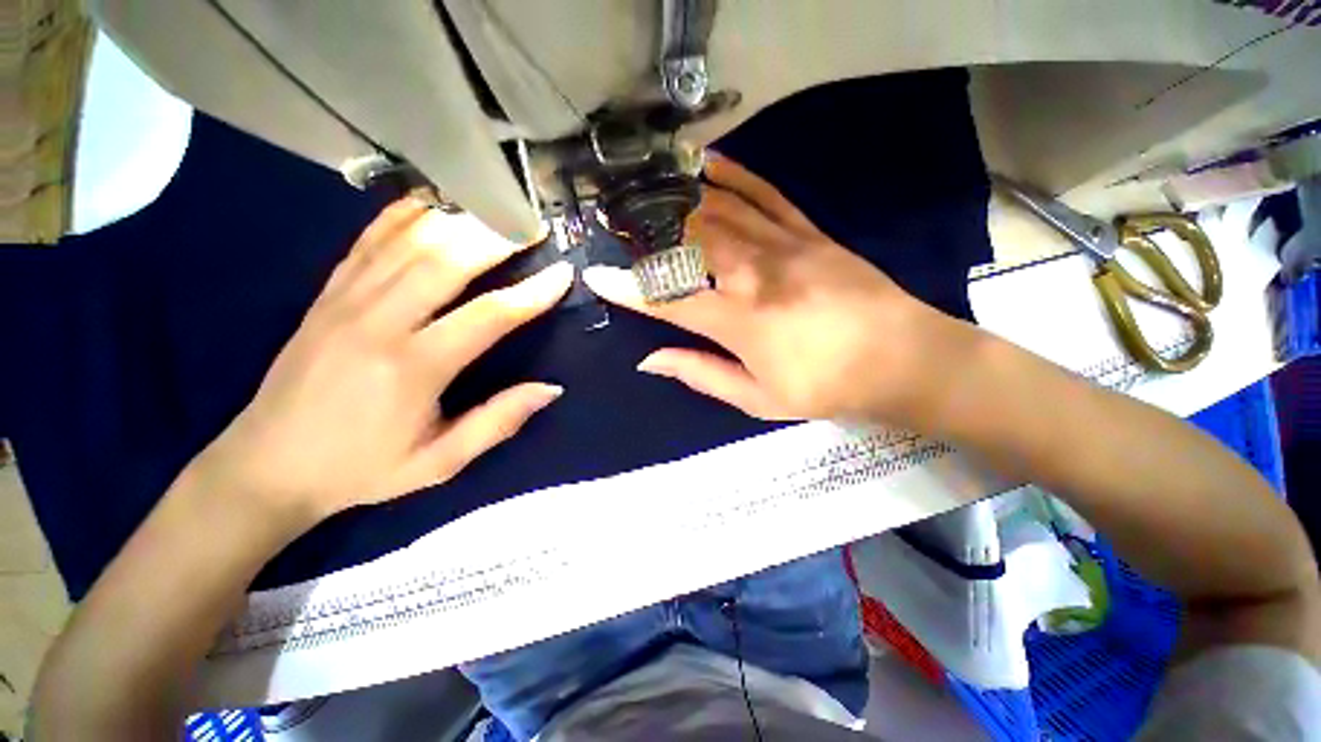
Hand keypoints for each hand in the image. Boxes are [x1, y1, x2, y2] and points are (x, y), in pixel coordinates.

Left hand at [193, 200, 571, 526]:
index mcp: (413, 369)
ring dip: (458, 219)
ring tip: (496, 208)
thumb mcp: (439, 462)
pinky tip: (432, 203)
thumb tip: (551, 389)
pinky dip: (403, 215)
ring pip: (409, 241)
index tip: (563, 273)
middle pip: (447, 261)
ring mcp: (346, 301)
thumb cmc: (362, 468)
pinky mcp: (327, 294)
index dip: (532, 292)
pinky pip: (368, 241)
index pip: (488, 316)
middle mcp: (379, 323)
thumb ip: (497, 422)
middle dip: (497, 238)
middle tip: (533, 225)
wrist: (267, 466)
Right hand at [585, 155, 948, 424]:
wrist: (904, 360)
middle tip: (617, 222)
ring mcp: (785, 246)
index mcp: (740, 320)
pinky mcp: (811, 233)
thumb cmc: (827, 388)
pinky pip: (767, 195)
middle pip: (689, 242)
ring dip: (679, 199)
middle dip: (647, 231)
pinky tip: (709, 164)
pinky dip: (735, 176)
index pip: (669, 300)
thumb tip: (650, 360)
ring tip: (648, 190)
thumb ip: (701, 375)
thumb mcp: (758, 399)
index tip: (597, 277)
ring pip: (721, 211)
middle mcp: (755, 273)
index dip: (629, 289)